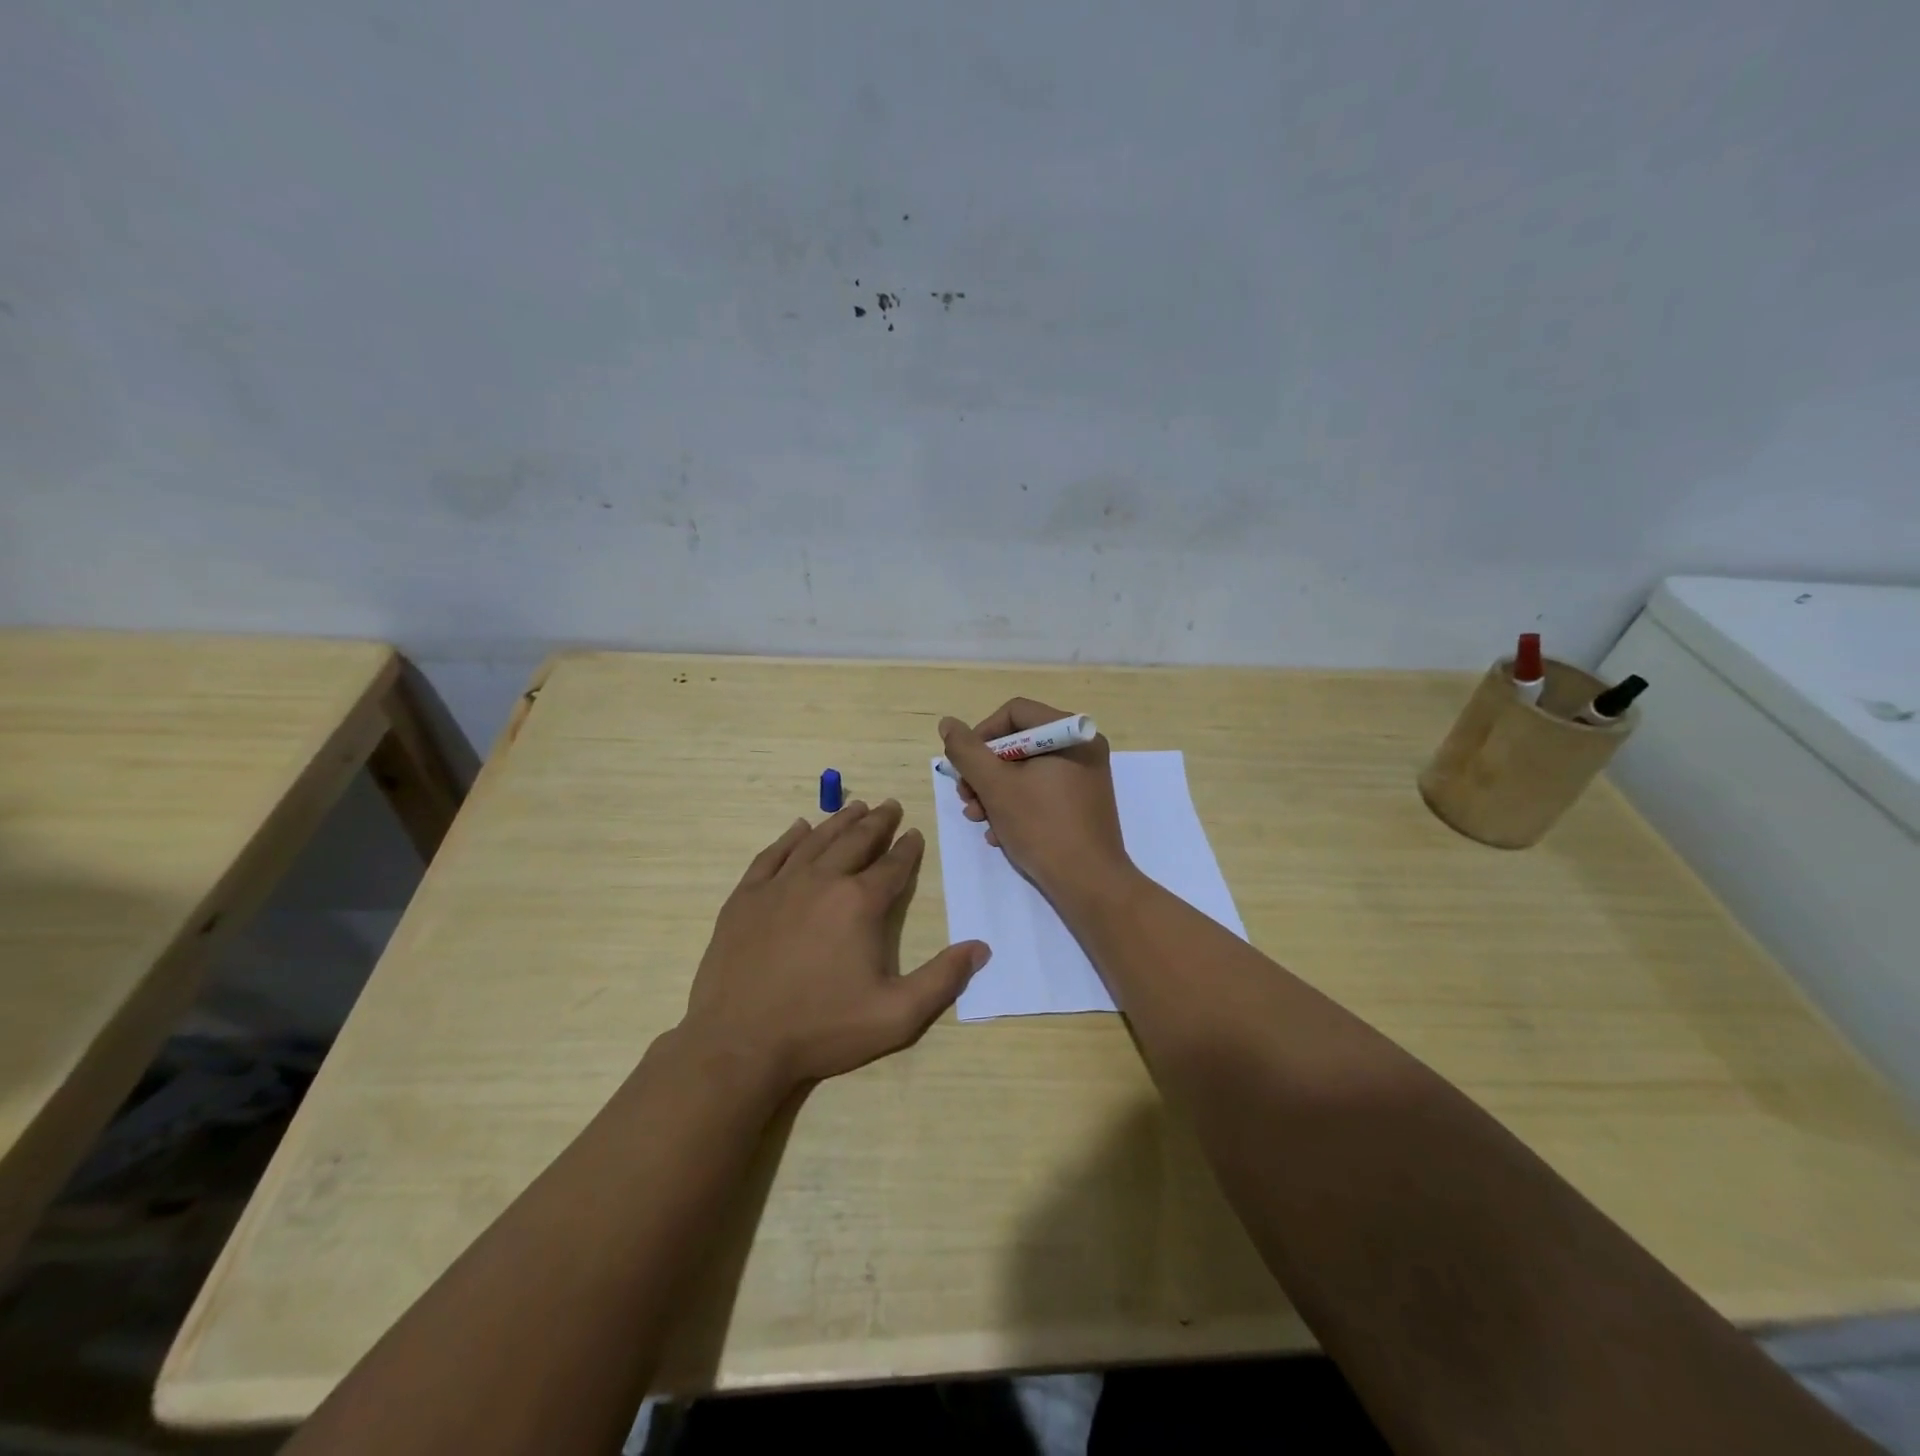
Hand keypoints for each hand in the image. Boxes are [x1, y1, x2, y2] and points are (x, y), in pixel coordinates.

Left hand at [680, 800, 989, 1090]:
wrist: (739, 1043)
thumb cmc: (822, 1028)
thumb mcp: (896, 1015)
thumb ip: (942, 979)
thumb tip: (981, 948)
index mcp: (859, 903)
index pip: (892, 866)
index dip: (908, 849)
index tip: (915, 834)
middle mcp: (822, 881)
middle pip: (856, 841)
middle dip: (877, 822)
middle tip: (889, 805)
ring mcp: (779, 886)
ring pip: (816, 840)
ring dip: (839, 821)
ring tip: (855, 807)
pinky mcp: (746, 897)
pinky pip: (772, 855)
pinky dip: (789, 838)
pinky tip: (799, 828)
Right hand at [939, 699, 1133, 903]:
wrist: (1089, 883)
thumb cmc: (1042, 827)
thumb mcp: (995, 786)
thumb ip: (967, 751)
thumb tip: (948, 723)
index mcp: (1070, 733)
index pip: (1014, 713)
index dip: (981, 736)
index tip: (964, 767)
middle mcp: (1082, 748)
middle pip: (1018, 743)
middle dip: (985, 772)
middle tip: (966, 798)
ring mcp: (1084, 777)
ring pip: (1025, 771)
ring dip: (994, 794)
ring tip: (978, 819)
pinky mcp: (1081, 804)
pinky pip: (1041, 792)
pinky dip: (1016, 807)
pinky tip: (999, 835)